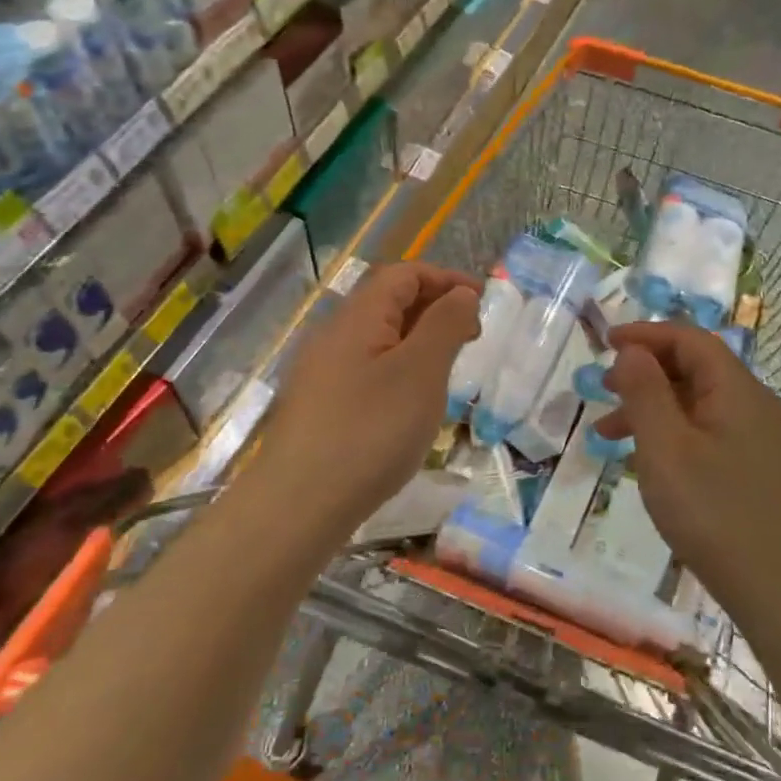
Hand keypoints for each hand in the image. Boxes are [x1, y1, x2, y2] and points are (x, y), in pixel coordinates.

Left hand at [257, 262, 479, 525]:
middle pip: (388, 302)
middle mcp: (334, 335)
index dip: (445, 278)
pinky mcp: (318, 406)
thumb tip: (460, 294)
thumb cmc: (370, 431)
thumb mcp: (421, 372)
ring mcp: (321, 372)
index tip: (482, 302)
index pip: (404, 274)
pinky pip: (366, 368)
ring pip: (377, 338)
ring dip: (417, 341)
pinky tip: (410, 404)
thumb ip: (445, 325)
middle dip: (434, 308)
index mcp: (358, 317)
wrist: (298, 506)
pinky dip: (398, 369)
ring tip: (447, 370)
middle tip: (471, 336)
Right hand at [596, 321, 780, 618]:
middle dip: (644, 372)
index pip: (689, 339)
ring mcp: (759, 438)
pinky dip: (672, 434)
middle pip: (694, 368)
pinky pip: (708, 432)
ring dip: (653, 407)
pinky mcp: (756, 467)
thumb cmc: (714, 512)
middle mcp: (754, 404)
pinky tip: (646, 462)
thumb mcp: (665, 448)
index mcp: (736, 389)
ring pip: (698, 403)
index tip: (605, 343)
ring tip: (608, 433)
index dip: (645, 334)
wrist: (780, 589)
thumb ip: (645, 392)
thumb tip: (633, 350)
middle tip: (602, 388)